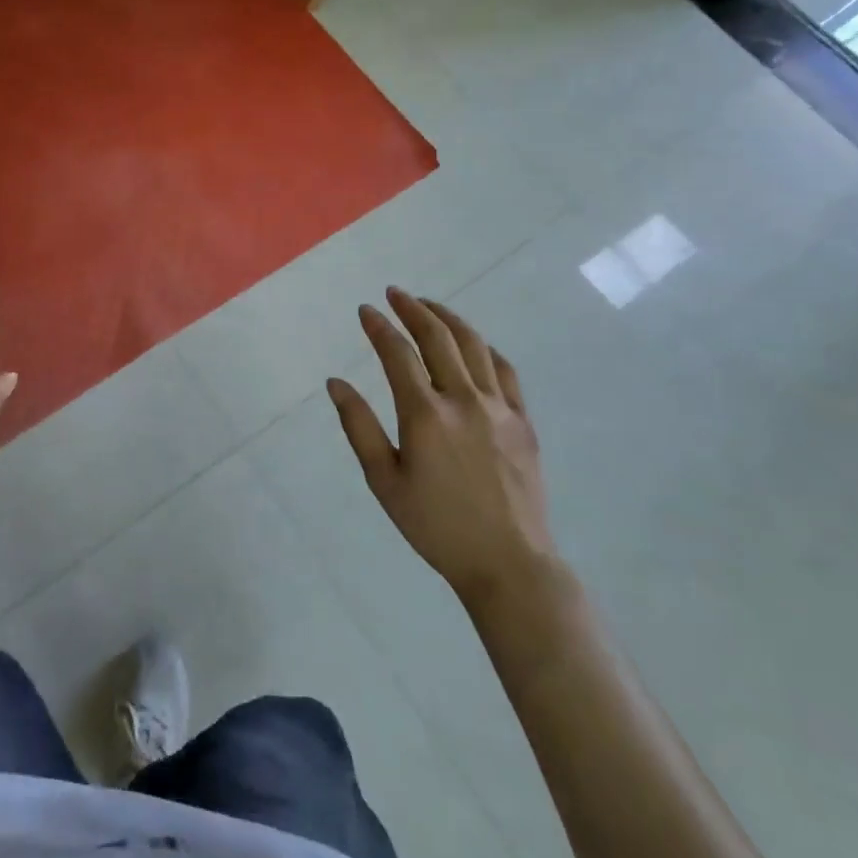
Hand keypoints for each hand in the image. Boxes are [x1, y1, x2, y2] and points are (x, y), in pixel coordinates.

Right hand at [327, 288, 560, 613]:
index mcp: (425, 415)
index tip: (365, 310)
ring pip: (474, 346)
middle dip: (413, 309)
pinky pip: (505, 371)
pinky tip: (473, 344)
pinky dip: (485, 348)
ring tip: (429, 305)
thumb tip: (335, 383)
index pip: (398, 355)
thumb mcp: (384, 481)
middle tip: (395, 293)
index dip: (379, 327)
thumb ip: (359, 427)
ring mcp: (498, 408)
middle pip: (438, 338)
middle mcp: (463, 400)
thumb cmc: (436, 526)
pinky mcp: (522, 422)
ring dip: (448, 318)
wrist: (508, 563)